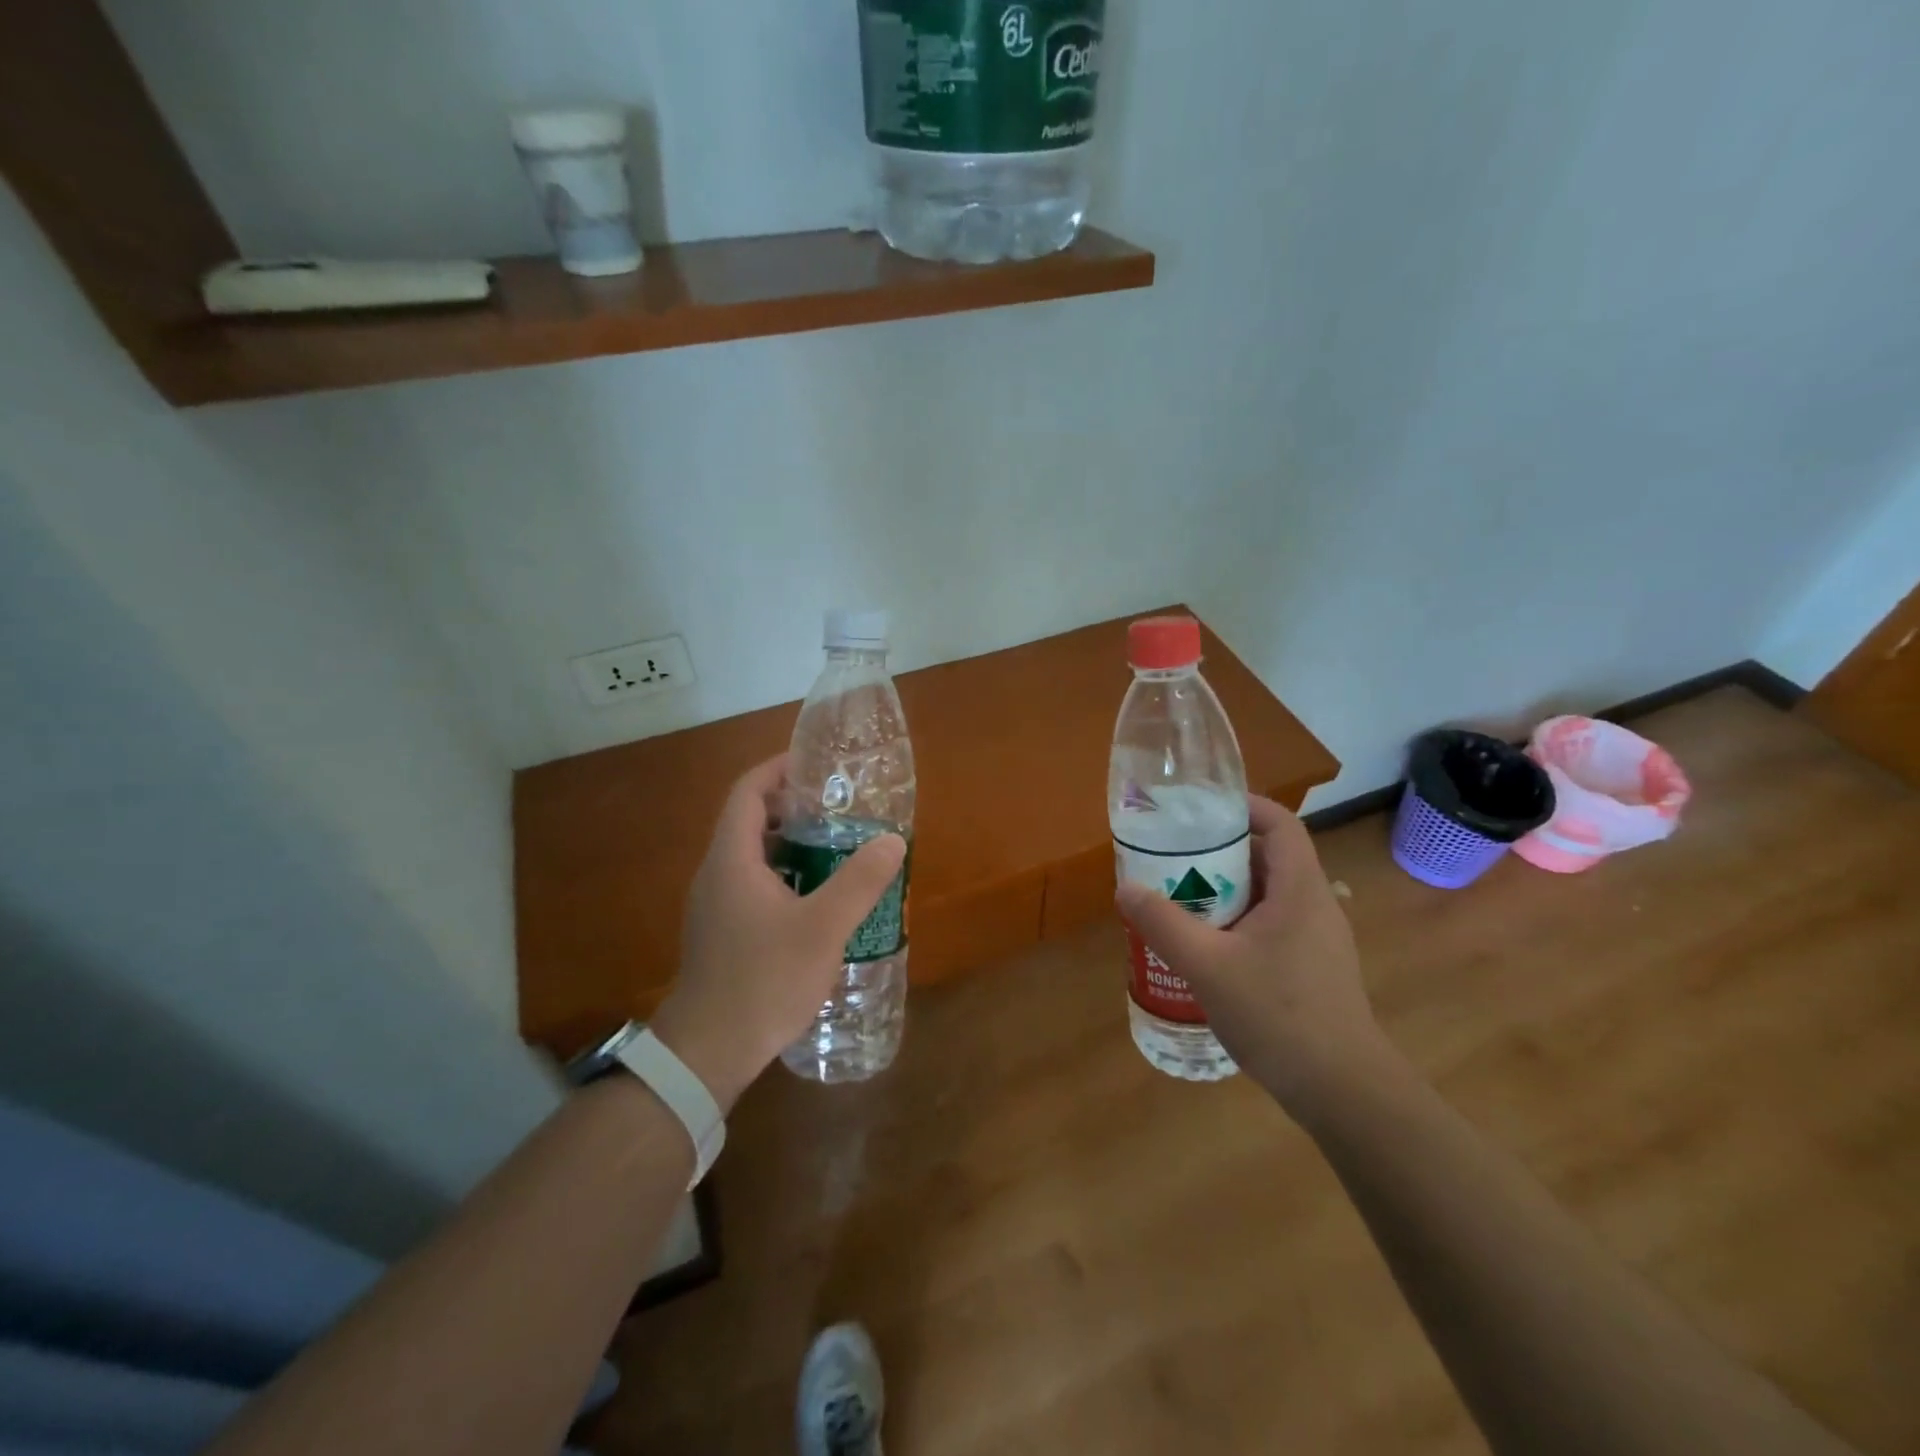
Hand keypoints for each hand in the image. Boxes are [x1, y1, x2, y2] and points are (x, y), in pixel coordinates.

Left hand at [650, 755, 905, 1110]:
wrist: (709, 1051)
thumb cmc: (763, 979)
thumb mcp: (822, 928)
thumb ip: (859, 882)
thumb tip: (892, 841)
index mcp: (732, 858)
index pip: (748, 791)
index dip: (778, 769)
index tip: (816, 764)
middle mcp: (717, 873)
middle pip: (751, 820)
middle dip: (794, 807)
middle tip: (839, 809)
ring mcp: (716, 905)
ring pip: (754, 856)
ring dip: (792, 844)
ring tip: (838, 848)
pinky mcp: (722, 932)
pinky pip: (754, 884)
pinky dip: (785, 875)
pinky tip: (818, 899)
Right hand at [1115, 796, 1397, 1119]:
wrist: (1343, 1091)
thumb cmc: (1278, 1015)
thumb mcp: (1207, 966)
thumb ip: (1163, 923)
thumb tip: (1125, 888)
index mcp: (1300, 890)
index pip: (1281, 824)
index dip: (1245, 807)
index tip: (1201, 809)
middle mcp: (1316, 905)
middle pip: (1271, 857)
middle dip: (1223, 850)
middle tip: (1176, 856)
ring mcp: (1320, 940)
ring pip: (1271, 895)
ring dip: (1229, 890)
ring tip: (1183, 898)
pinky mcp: (1315, 969)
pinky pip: (1274, 925)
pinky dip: (1241, 921)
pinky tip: (1210, 948)